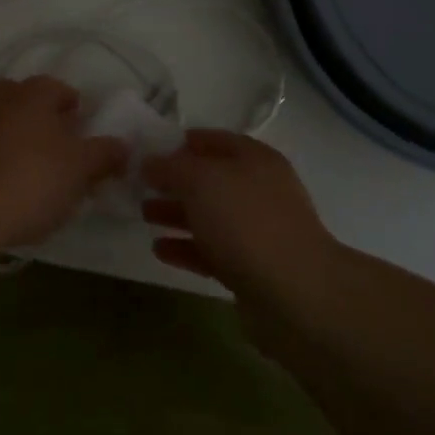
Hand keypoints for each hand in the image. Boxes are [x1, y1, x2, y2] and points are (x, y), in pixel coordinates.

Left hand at [0, 76, 127, 250]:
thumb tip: (124, 145)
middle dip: (47, 125)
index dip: (78, 113)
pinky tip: (4, 188)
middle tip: (62, 158)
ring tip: (34, 177)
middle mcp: (0, 95)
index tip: (85, 139)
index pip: (62, 90)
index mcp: (34, 91)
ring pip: (6, 125)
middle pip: (32, 105)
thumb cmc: (30, 181)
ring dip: (21, 142)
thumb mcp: (79, 169)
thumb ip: (104, 154)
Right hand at [143, 131, 338, 301]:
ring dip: (177, 214)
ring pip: (209, 216)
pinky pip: (212, 251)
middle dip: (175, 181)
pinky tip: (158, 249)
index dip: (181, 142)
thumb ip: (171, 167)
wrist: (295, 294)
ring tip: (143, 214)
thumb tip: (150, 161)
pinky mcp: (251, 269)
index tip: (149, 149)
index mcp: (254, 159)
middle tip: (139, 185)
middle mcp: (258, 190)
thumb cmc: (246, 221)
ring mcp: (257, 231)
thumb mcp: (201, 180)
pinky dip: (186, 248)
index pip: (213, 140)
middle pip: (210, 179)